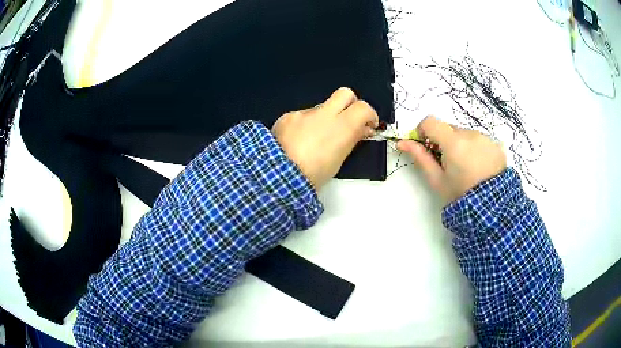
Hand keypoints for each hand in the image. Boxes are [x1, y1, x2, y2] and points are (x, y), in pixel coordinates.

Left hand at [272, 87, 378, 188]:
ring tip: (314, 140)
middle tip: (347, 120)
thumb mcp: (339, 160)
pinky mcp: (287, 117)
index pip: (363, 107)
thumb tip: (361, 130)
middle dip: (350, 104)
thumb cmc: (315, 174)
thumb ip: (351, 139)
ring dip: (323, 119)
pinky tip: (296, 142)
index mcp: (342, 126)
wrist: (279, 175)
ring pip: (320, 108)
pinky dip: (304, 126)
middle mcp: (324, 114)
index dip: (369, 115)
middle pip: (345, 94)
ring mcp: (304, 113)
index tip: (368, 126)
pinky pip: (301, 117)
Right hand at [398, 115, 506, 203]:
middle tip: (449, 164)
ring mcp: (485, 138)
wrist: (491, 208)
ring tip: (467, 168)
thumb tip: (402, 142)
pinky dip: (476, 149)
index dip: (424, 131)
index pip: (430, 121)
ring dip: (462, 145)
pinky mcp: (496, 144)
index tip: (427, 146)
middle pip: (449, 129)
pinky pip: (480, 140)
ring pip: (465, 134)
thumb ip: (420, 157)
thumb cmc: (459, 195)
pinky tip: (480, 167)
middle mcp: (470, 134)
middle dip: (445, 141)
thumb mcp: (437, 179)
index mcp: (453, 142)